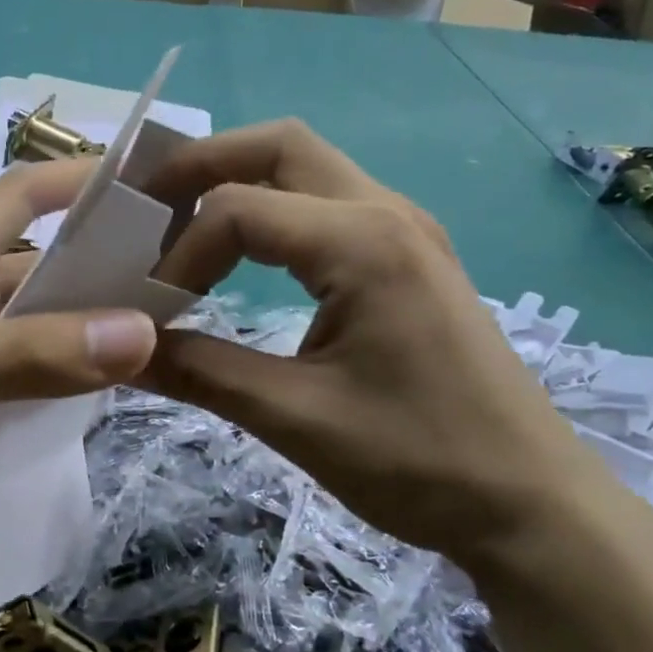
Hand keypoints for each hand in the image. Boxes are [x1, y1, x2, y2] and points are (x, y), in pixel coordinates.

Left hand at [0, 160, 157, 559]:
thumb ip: (33, 352)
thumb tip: (142, 330)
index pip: (25, 189)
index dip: (83, 176)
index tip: (152, 186)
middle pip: (43, 250)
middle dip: (104, 253)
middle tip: (180, 273)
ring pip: (38, 306)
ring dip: (88, 310)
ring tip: (158, 327)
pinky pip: (27, 351)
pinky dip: (64, 355)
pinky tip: (100, 378)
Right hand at [141, 121, 609, 565]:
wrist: (530, 505)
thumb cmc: (418, 461)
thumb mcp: (294, 418)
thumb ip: (199, 372)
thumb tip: (122, 353)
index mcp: (362, 243)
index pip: (238, 209)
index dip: (179, 254)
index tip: (152, 311)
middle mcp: (386, 213)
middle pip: (278, 146)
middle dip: (202, 165)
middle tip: (144, 208)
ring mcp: (404, 230)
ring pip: (305, 167)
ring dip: (237, 183)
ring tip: (179, 228)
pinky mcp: (408, 258)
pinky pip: (326, 204)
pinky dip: (271, 212)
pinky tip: (243, 258)